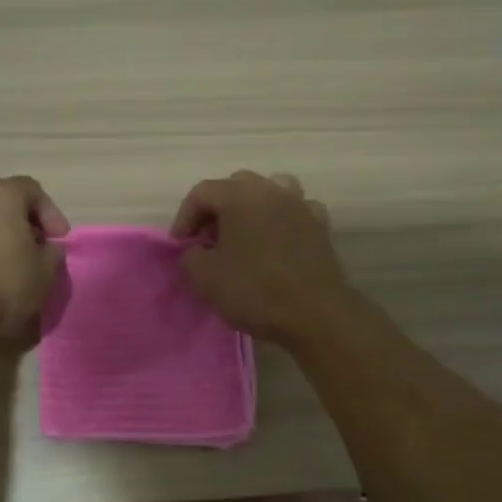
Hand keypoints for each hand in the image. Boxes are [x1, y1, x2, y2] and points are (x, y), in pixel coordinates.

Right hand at [170, 171, 353, 345]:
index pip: (201, 193)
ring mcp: (301, 206)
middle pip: (236, 186)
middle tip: (207, 238)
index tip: (180, 244)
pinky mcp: (321, 227)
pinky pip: (295, 212)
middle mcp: (272, 190)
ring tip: (243, 234)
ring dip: (251, 208)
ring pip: (270, 191)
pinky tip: (276, 241)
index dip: (184, 217)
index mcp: (240, 196)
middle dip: (216, 209)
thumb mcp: (204, 277)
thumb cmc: (254, 290)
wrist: (314, 314)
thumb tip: (196, 251)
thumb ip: (190, 256)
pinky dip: (281, 220)